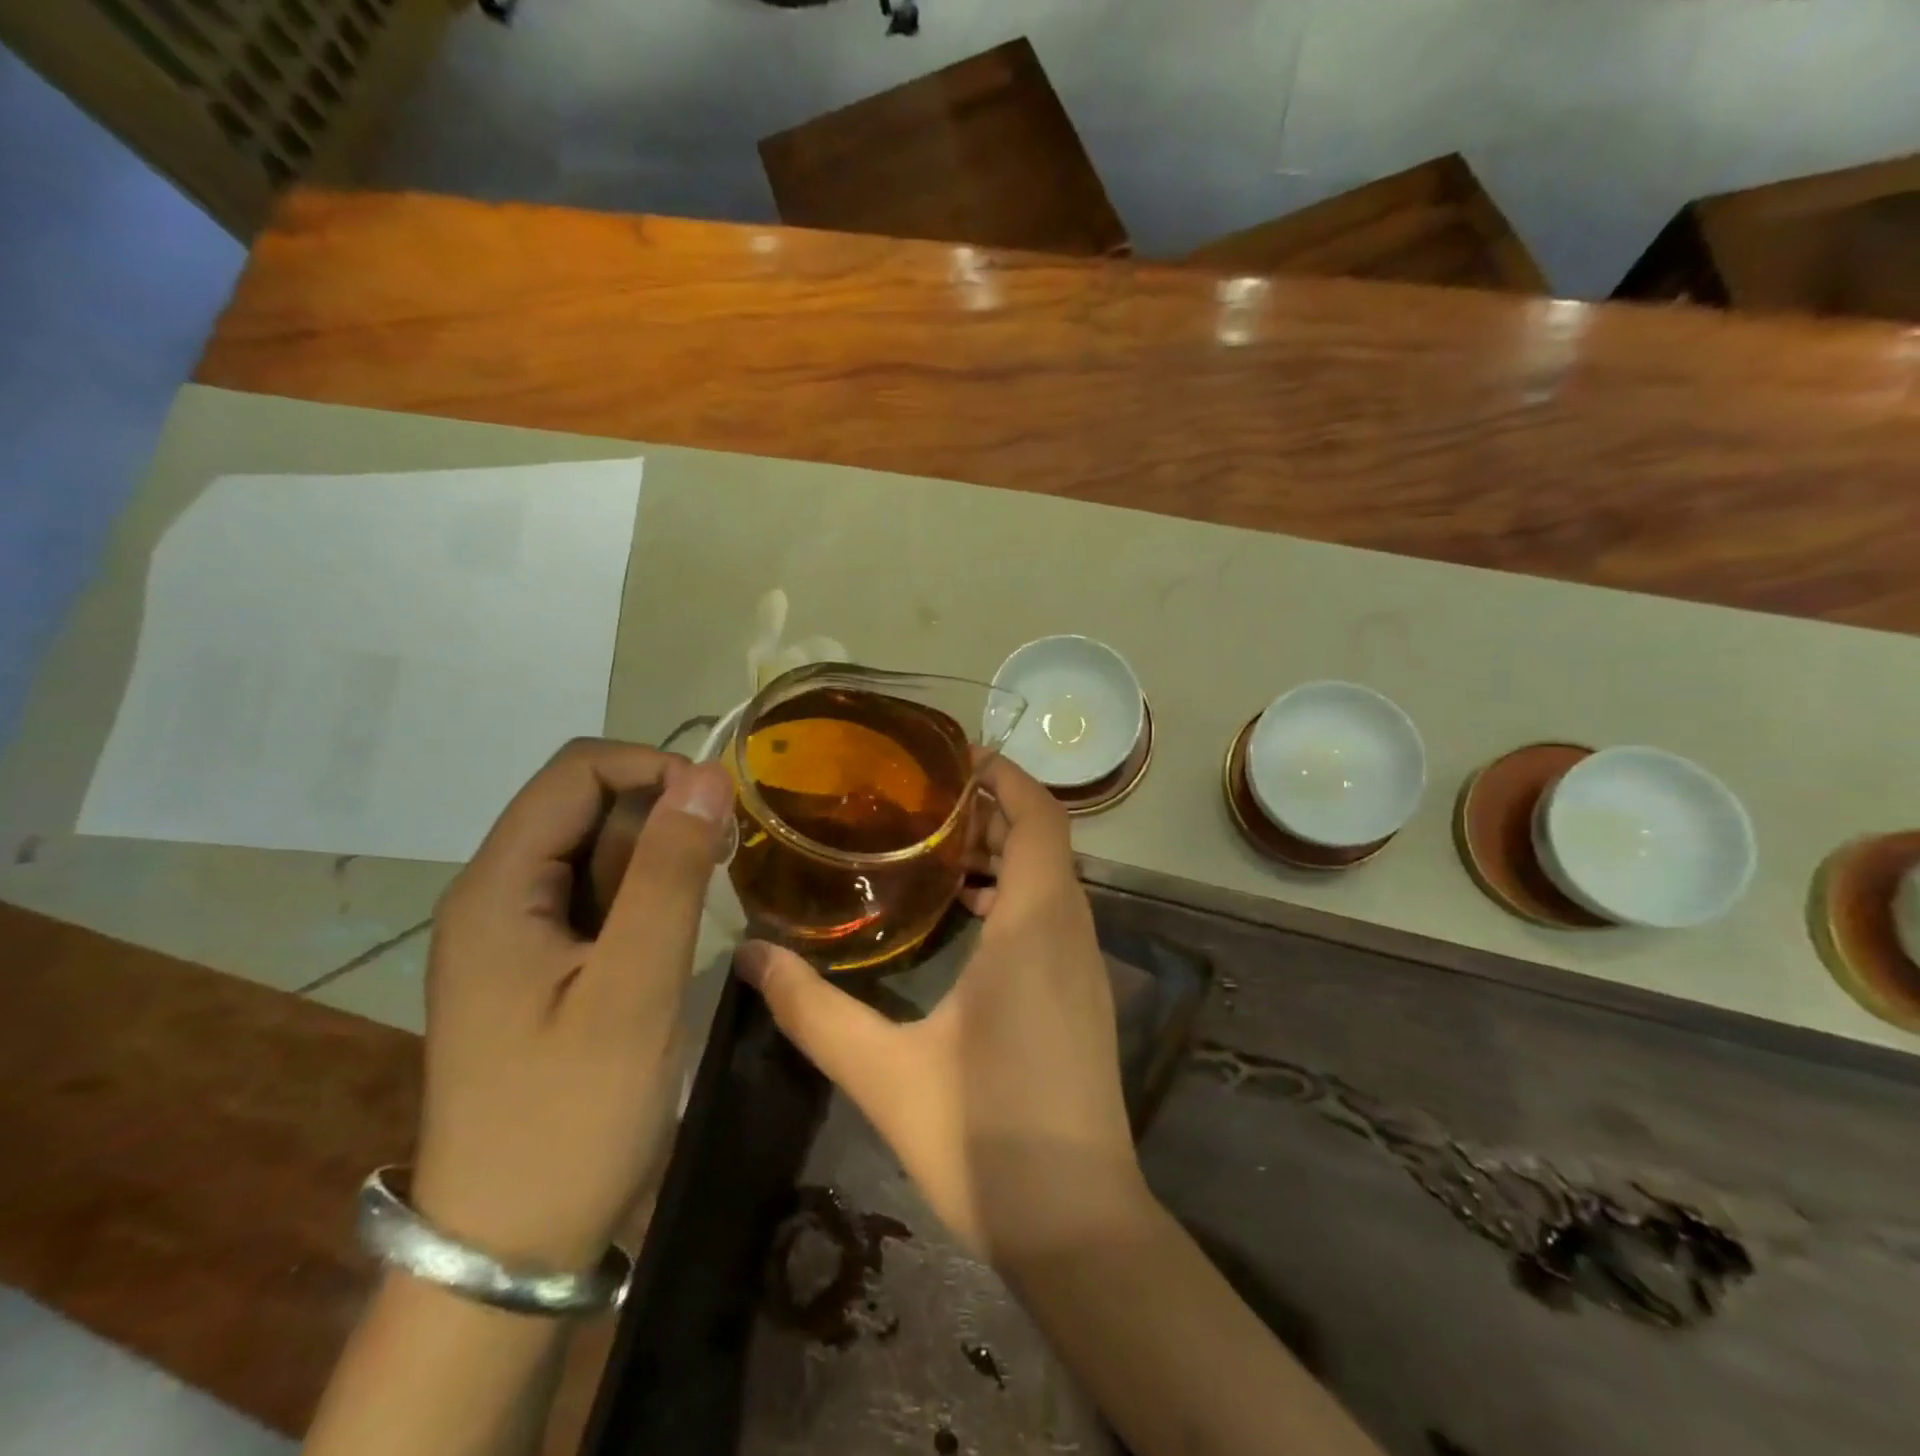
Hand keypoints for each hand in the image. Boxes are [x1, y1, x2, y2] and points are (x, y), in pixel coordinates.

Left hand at [414, 739, 733, 1271]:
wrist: (511, 1245)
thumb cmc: (573, 1115)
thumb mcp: (635, 986)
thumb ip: (669, 873)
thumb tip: (707, 775)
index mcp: (499, 888)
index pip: (577, 771)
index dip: (655, 769)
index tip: (721, 813)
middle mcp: (495, 895)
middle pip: (584, 806)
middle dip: (661, 817)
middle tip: (721, 870)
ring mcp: (513, 933)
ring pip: (594, 851)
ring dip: (656, 858)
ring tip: (704, 905)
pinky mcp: (535, 966)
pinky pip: (594, 897)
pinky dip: (642, 895)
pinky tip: (673, 935)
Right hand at [737, 757, 1147, 1265]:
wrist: (1077, 1227)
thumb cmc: (985, 1136)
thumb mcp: (884, 1070)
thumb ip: (813, 1009)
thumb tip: (749, 958)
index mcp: (1036, 927)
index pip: (1041, 817)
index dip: (1007, 776)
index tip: (954, 759)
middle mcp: (1072, 933)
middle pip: (1045, 841)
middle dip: (993, 812)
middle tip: (924, 806)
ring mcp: (1087, 968)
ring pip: (1052, 880)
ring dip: (1005, 855)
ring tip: (937, 854)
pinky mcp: (1084, 1000)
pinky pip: (1055, 917)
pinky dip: (1016, 896)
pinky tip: (967, 922)